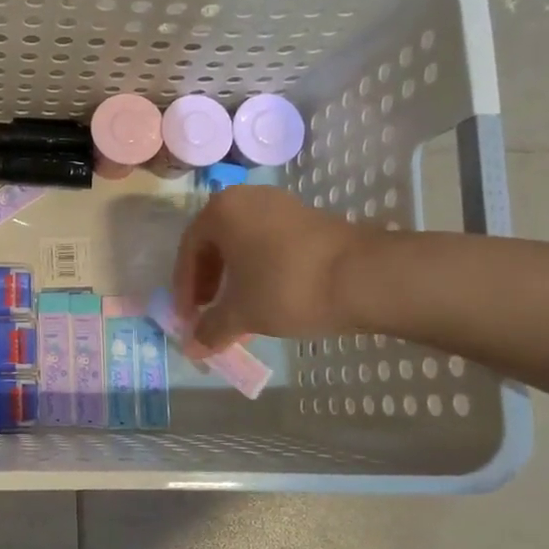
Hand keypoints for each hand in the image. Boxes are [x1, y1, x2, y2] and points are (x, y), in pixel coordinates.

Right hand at [171, 185, 378, 351]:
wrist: (364, 276)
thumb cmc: (287, 288)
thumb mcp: (242, 313)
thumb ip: (211, 329)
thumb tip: (192, 349)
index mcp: (221, 211)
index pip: (188, 250)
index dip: (184, 289)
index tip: (188, 319)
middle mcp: (247, 199)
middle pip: (215, 244)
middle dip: (208, 282)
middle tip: (208, 313)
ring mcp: (281, 206)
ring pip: (244, 244)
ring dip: (234, 278)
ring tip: (237, 310)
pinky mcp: (309, 219)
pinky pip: (269, 243)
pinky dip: (259, 270)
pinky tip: (267, 299)